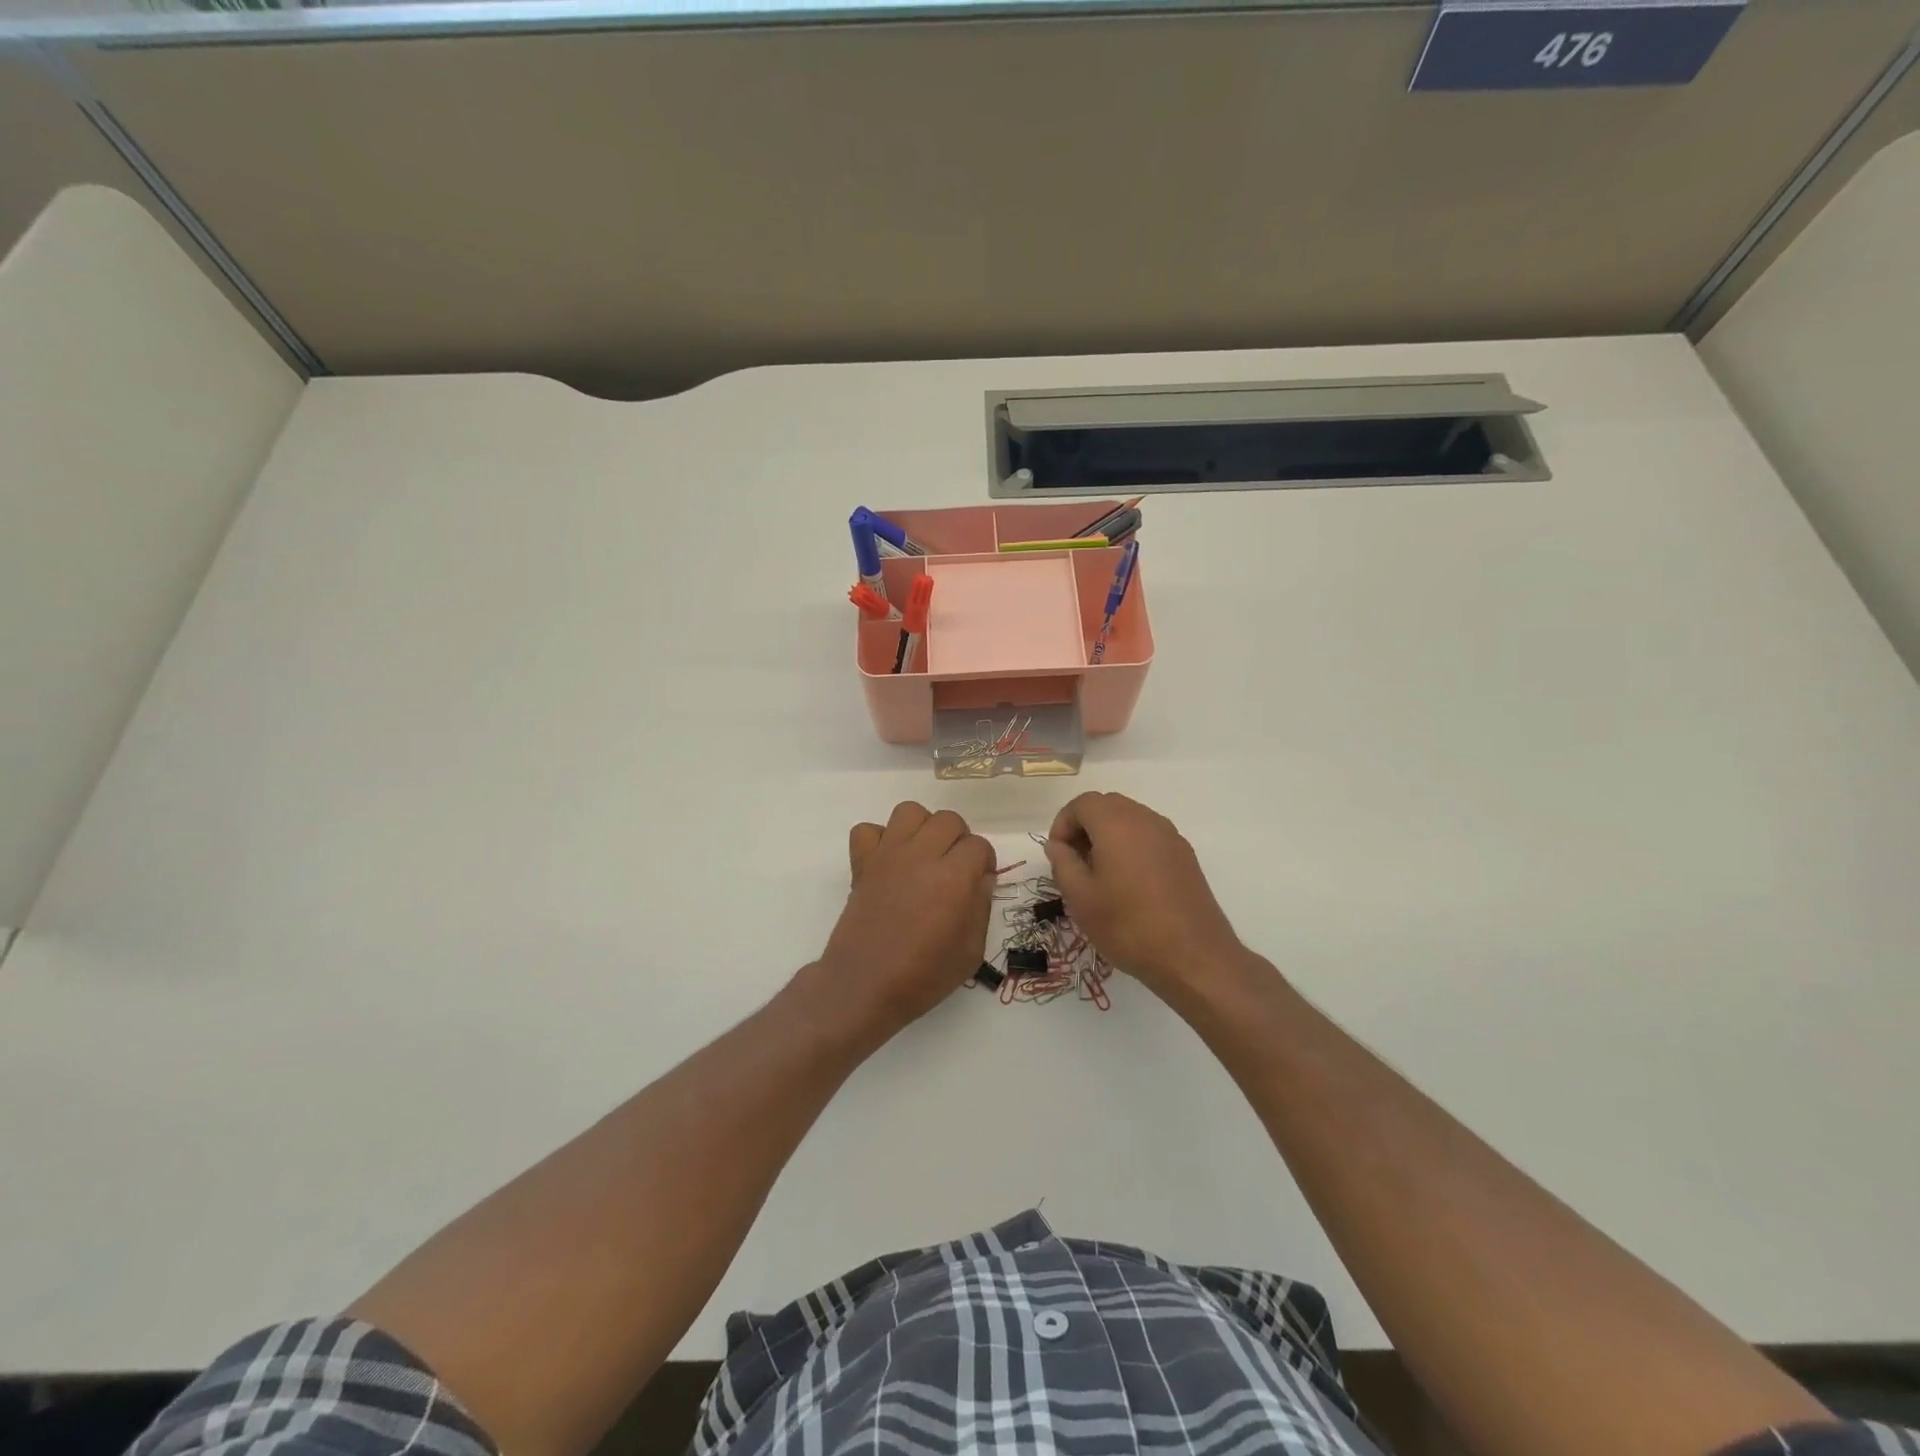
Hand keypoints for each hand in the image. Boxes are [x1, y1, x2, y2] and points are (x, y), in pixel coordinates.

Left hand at [812, 802, 995, 1045]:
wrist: (864, 986)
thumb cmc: (923, 976)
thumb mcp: (971, 951)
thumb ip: (981, 907)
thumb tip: (981, 879)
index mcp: (954, 877)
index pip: (978, 845)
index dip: (983, 863)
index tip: (978, 883)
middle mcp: (921, 856)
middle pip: (948, 820)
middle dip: (958, 840)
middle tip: (954, 869)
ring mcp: (888, 855)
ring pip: (910, 812)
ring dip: (922, 828)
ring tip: (923, 856)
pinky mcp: (862, 863)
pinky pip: (867, 830)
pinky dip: (878, 839)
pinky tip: (888, 863)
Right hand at [1042, 792, 1248, 1005]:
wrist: (1194, 957)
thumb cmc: (1128, 926)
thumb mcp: (1080, 898)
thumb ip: (1062, 863)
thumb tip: (1058, 845)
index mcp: (1117, 823)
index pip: (1082, 803)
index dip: (1063, 823)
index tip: (1057, 855)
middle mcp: (1146, 820)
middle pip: (1107, 806)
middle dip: (1085, 826)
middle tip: (1075, 862)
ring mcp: (1171, 837)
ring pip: (1130, 820)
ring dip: (1108, 836)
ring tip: (1100, 875)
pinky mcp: (1185, 856)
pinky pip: (1150, 837)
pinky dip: (1131, 846)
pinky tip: (1129, 884)